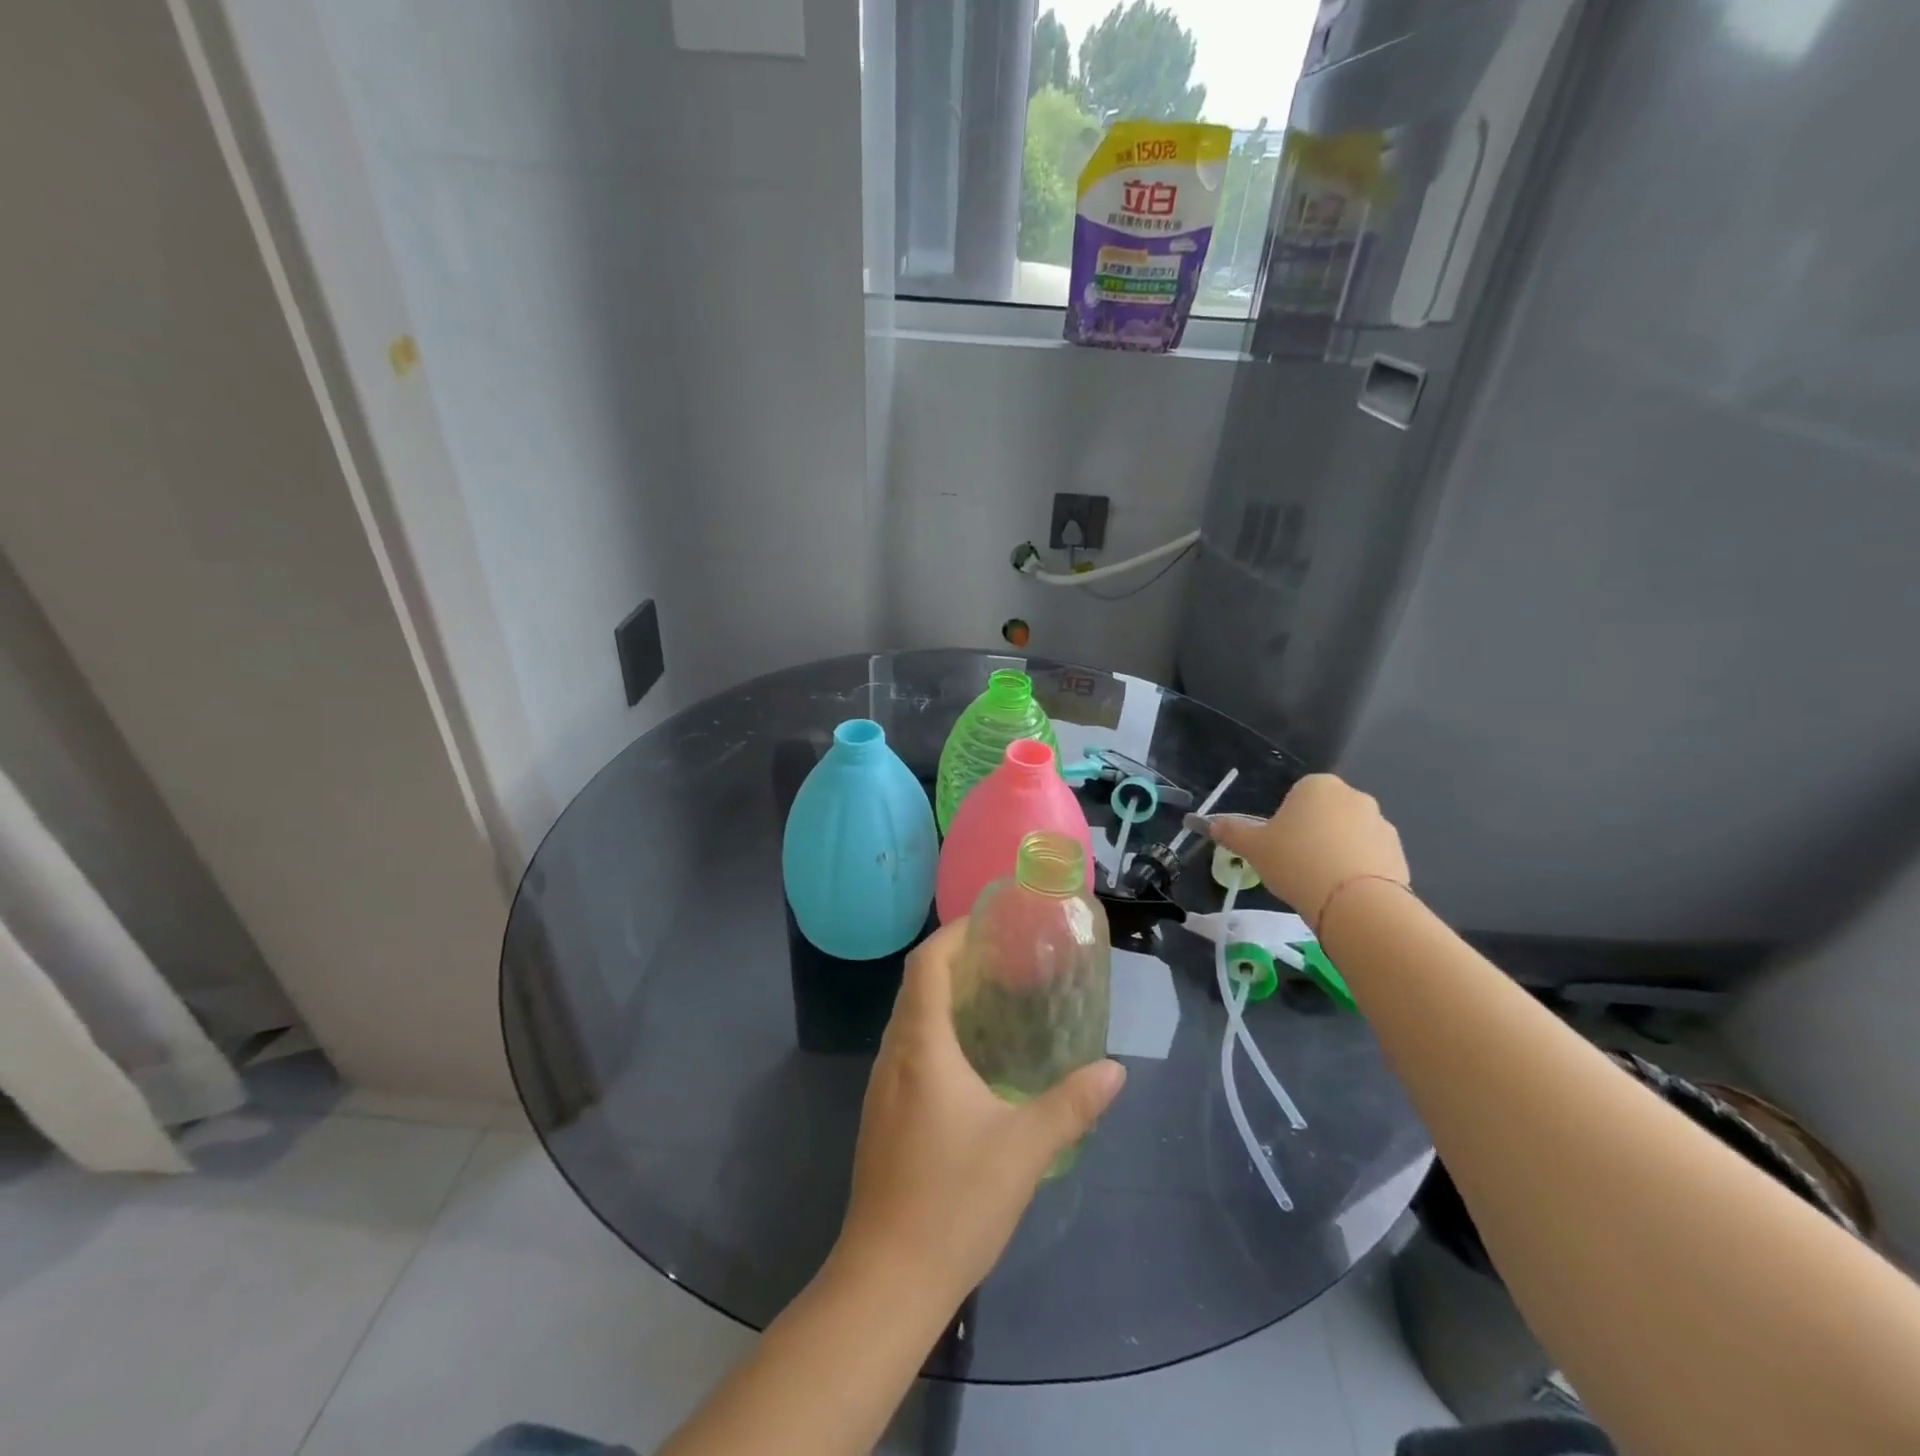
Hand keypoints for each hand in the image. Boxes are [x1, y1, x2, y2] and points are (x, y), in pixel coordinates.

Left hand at [834, 920, 1125, 1307]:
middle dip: (954, 961)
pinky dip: (935, 1030)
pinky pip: (907, 1049)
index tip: (989, 923)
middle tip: (1003, 957)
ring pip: (909, 1018)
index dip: (953, 934)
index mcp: (921, 1047)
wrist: (887, 1279)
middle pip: (916, 985)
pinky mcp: (882, 1113)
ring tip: (992, 998)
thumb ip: (1071, 1104)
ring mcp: (881, 1086)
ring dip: (943, 996)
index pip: (926, 965)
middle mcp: (893, 1055)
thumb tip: (1114, 1069)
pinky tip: (969, 1059)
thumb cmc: (954, 1201)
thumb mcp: (1024, 1148)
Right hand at [1202, 773, 1409, 931]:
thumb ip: (1232, 832)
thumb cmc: (1296, 862)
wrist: (1354, 903)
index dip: (1284, 821)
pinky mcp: (1399, 853)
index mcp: (1318, 786)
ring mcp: (1381, 824)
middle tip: (1295, 865)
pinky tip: (1343, 894)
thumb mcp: (1253, 848)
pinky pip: (1369, 857)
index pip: (1296, 796)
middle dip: (1312, 834)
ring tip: (1320, 884)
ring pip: (1348, 836)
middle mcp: (1354, 796)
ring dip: (1336, 852)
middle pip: (1324, 814)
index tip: (1278, 846)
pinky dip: (1357, 871)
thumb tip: (1210, 824)